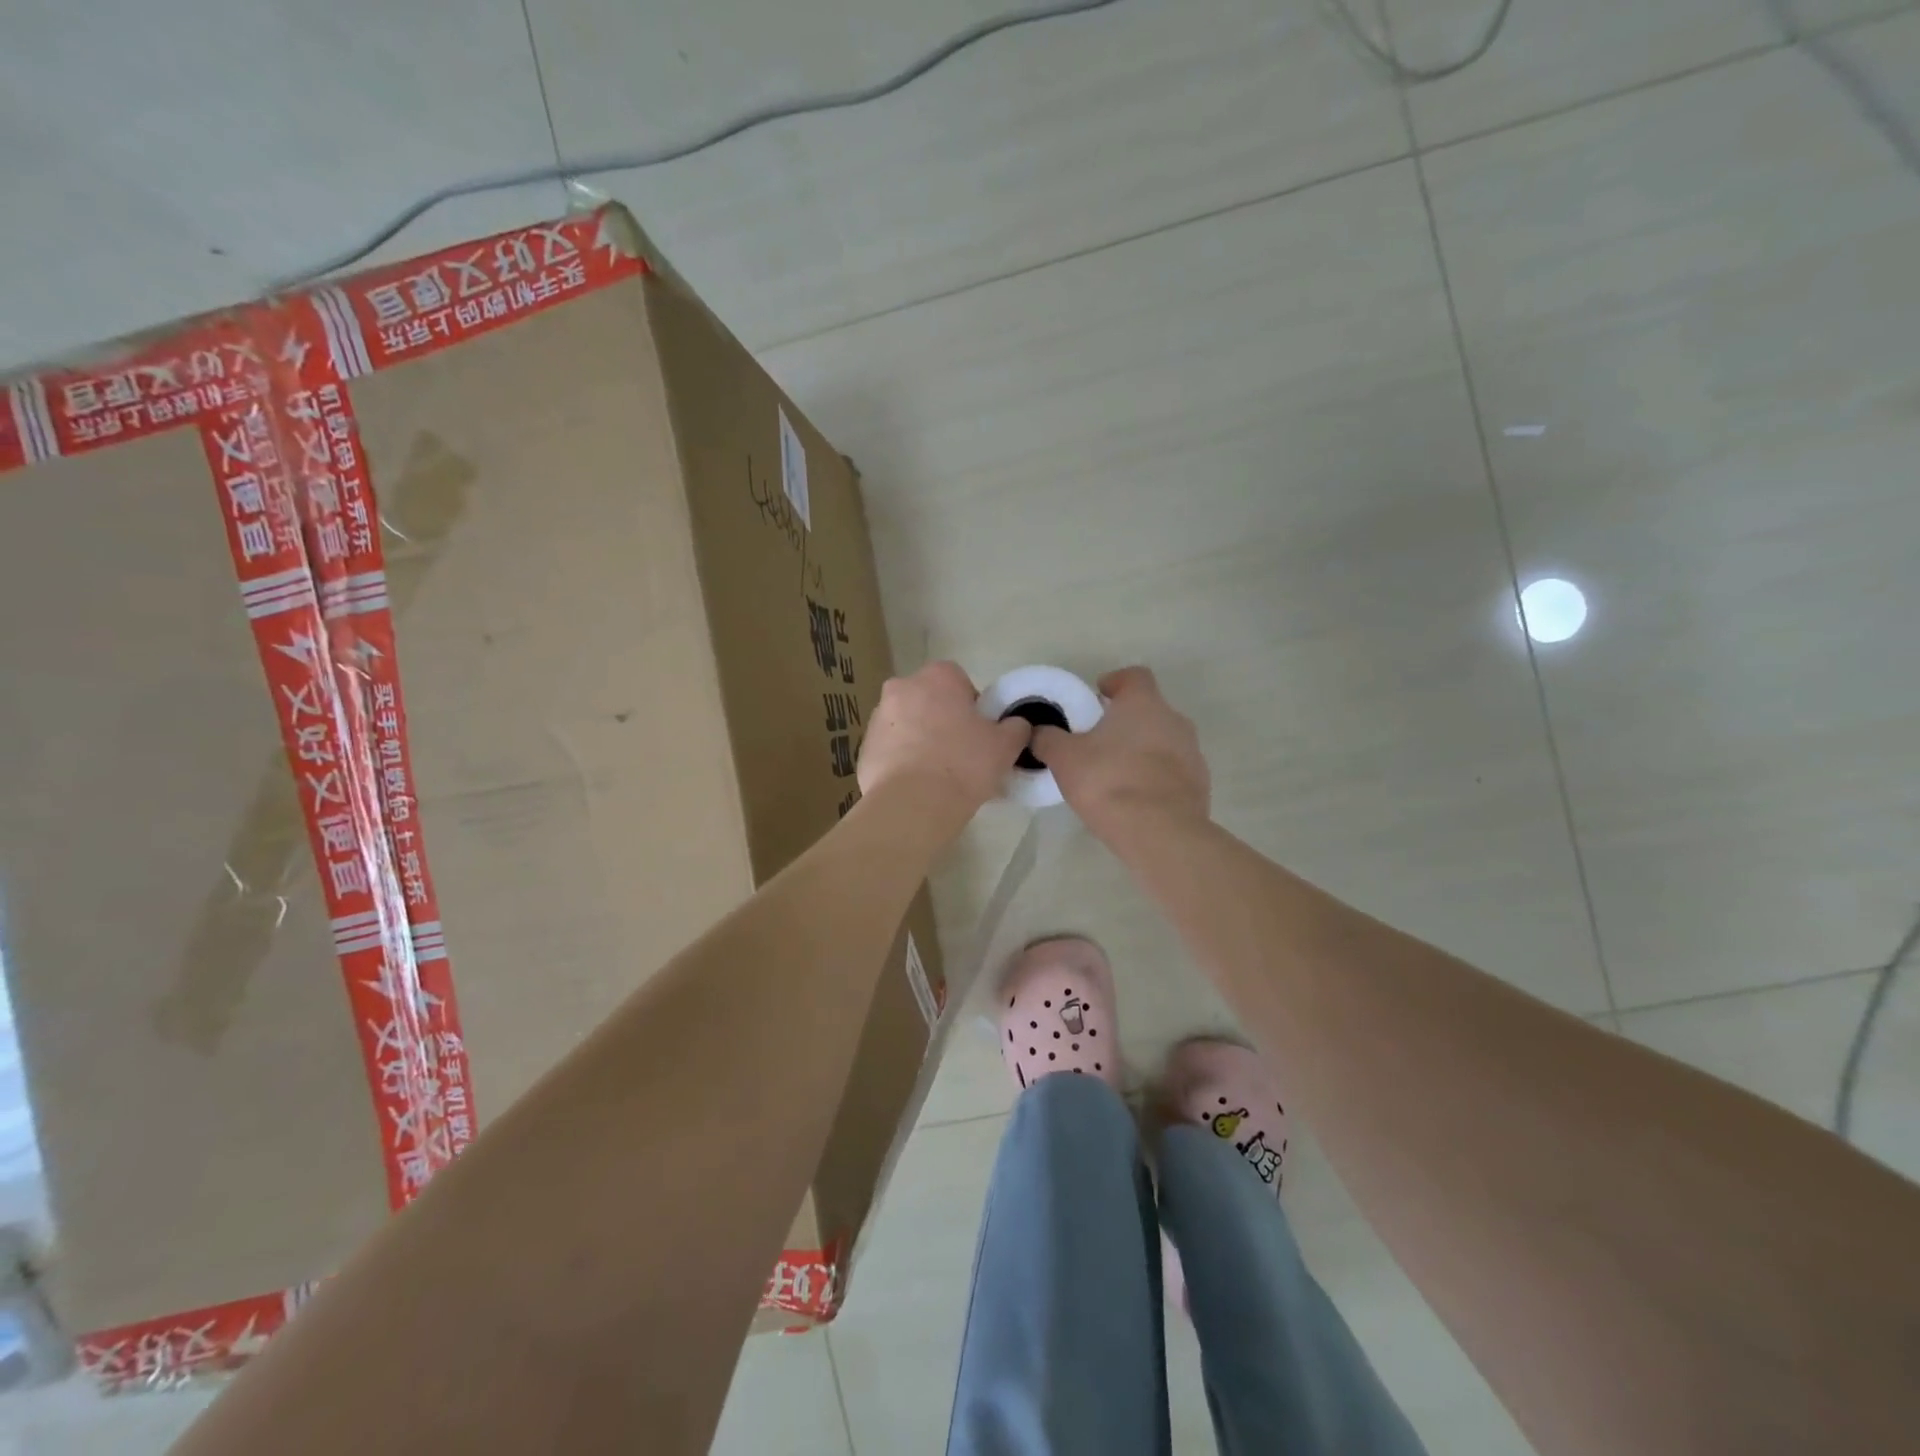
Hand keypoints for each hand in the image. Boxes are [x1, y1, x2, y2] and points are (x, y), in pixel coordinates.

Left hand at [858, 661, 1030, 815]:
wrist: (912, 805)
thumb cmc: (963, 765)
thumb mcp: (1005, 745)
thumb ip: (1016, 727)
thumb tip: (1016, 725)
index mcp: (937, 677)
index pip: (960, 681)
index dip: (972, 707)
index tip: (980, 734)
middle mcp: (901, 688)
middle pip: (929, 701)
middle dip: (943, 720)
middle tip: (961, 754)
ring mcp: (877, 718)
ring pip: (907, 724)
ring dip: (920, 740)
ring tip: (938, 775)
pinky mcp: (863, 748)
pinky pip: (890, 750)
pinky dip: (902, 761)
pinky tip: (917, 786)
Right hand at [1031, 667, 1208, 833]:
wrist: (1160, 832)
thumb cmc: (1108, 782)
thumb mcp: (1064, 759)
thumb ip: (1048, 739)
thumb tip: (1038, 731)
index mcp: (1143, 704)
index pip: (1134, 676)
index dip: (1115, 682)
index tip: (1098, 696)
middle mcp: (1174, 720)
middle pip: (1150, 710)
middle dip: (1126, 720)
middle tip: (1099, 740)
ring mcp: (1192, 753)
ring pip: (1164, 741)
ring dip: (1142, 750)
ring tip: (1116, 773)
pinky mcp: (1199, 785)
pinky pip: (1174, 772)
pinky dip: (1156, 777)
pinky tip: (1136, 798)